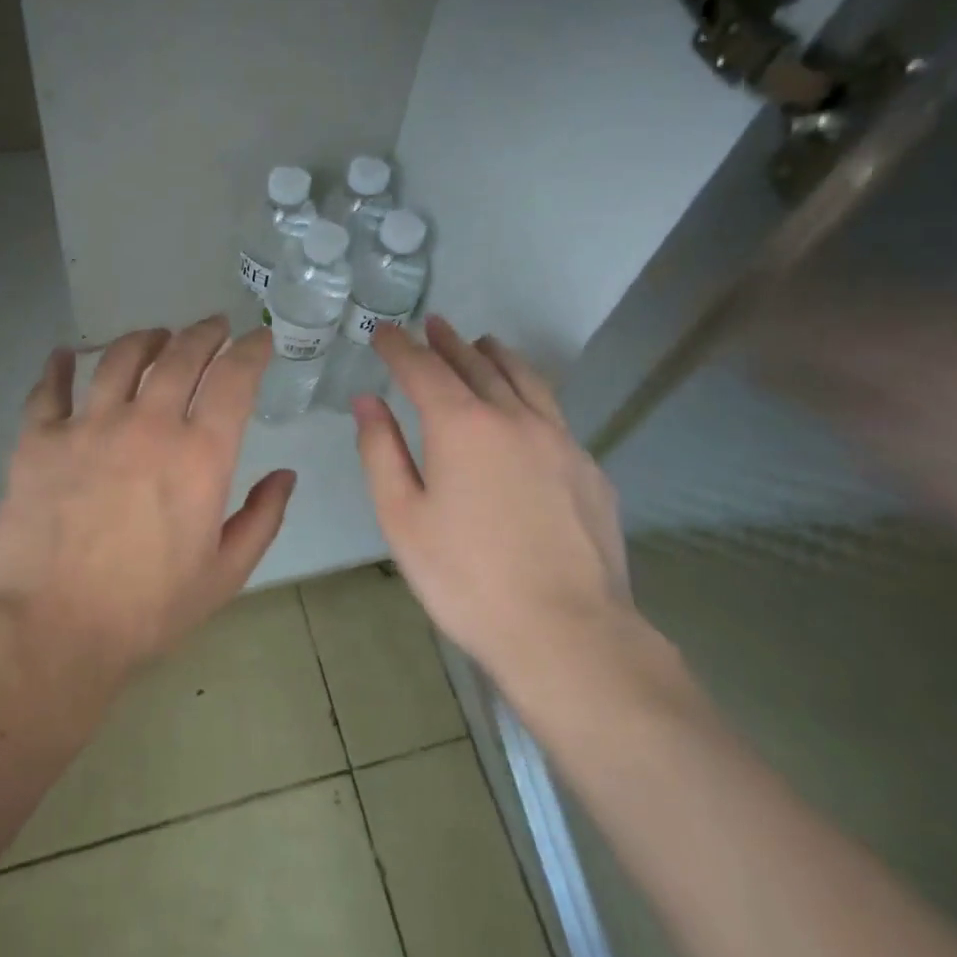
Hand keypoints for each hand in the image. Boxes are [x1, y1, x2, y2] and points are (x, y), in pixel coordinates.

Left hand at [0, 316, 295, 677]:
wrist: (51, 632)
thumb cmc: (147, 609)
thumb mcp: (225, 574)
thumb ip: (262, 518)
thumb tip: (285, 476)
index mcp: (199, 455)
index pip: (234, 380)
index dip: (251, 351)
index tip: (258, 339)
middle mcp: (146, 425)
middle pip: (180, 356)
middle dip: (204, 333)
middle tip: (213, 326)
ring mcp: (87, 426)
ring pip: (119, 359)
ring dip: (144, 339)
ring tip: (155, 336)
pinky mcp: (38, 440)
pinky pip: (48, 388)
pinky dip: (59, 366)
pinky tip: (66, 354)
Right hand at [352, 318, 655, 709]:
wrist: (566, 631)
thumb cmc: (466, 577)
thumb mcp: (403, 517)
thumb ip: (381, 451)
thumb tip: (367, 401)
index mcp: (462, 426)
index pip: (424, 369)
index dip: (400, 347)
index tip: (385, 332)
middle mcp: (514, 417)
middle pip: (476, 365)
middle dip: (449, 342)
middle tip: (432, 325)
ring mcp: (560, 440)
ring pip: (525, 379)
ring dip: (497, 356)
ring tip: (484, 343)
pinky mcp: (589, 468)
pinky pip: (554, 412)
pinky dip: (531, 392)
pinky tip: (527, 407)